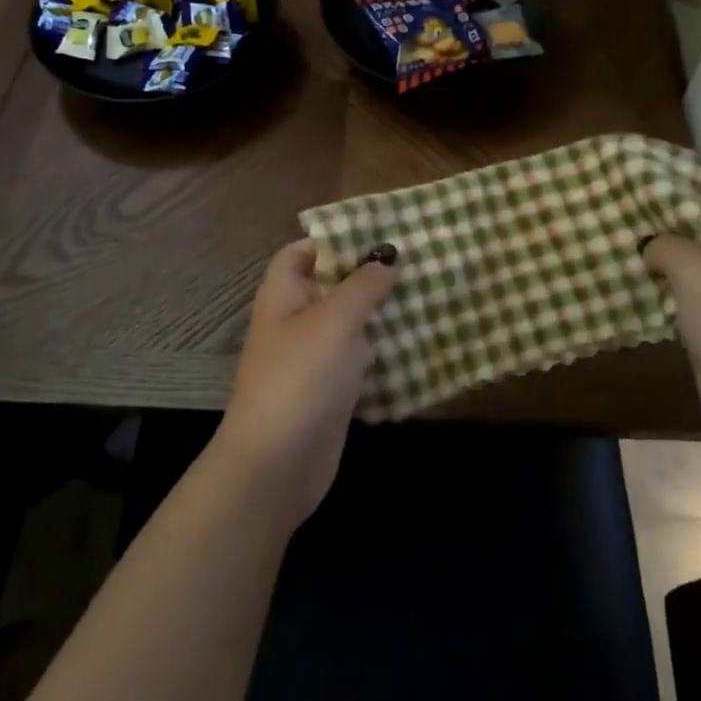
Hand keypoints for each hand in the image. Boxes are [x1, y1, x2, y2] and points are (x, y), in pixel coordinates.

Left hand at [215, 239, 397, 522]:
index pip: (300, 253)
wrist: (277, 465)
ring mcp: (312, 360)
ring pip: (348, 325)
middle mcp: (295, 323)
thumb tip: (386, 259)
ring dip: (378, 314)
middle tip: (413, 263)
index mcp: (283, 297)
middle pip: (329, 287)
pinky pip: (357, 360)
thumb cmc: (300, 378)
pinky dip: (381, 352)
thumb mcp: (334, 322)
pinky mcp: (330, 392)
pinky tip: (414, 343)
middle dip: (367, 276)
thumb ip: (362, 286)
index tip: (375, 235)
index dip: (332, 240)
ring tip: (423, 295)